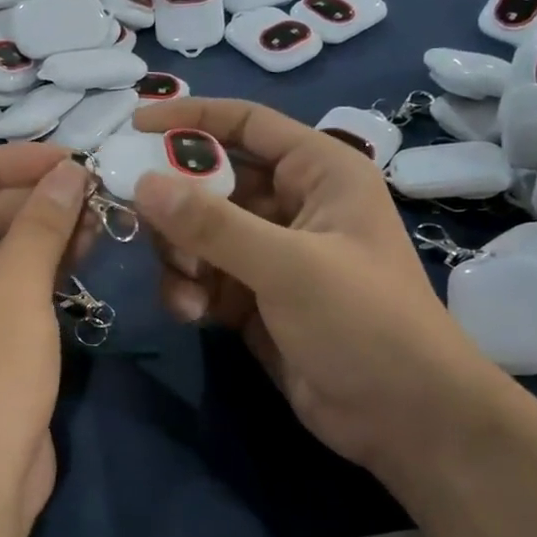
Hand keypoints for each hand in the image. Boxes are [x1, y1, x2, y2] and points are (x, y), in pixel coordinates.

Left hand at [0, 144, 93, 525]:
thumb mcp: (14, 289)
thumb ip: (42, 222)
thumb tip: (71, 172)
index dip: (7, 162)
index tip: (65, 158)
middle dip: (30, 198)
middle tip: (91, 187)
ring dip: (40, 229)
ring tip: (97, 213)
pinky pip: (1, 281)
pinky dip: (38, 264)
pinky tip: (83, 247)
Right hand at [131, 98, 508, 485]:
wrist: (403, 418)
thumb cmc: (364, 323)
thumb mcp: (288, 266)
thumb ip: (213, 224)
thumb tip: (143, 183)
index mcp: (319, 172)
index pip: (246, 124)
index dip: (190, 119)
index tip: (134, 125)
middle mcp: (293, 204)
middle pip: (212, 181)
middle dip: (177, 205)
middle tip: (142, 225)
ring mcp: (271, 254)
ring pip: (199, 233)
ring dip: (180, 257)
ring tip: (187, 290)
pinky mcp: (253, 297)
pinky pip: (202, 275)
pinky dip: (189, 290)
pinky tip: (193, 314)